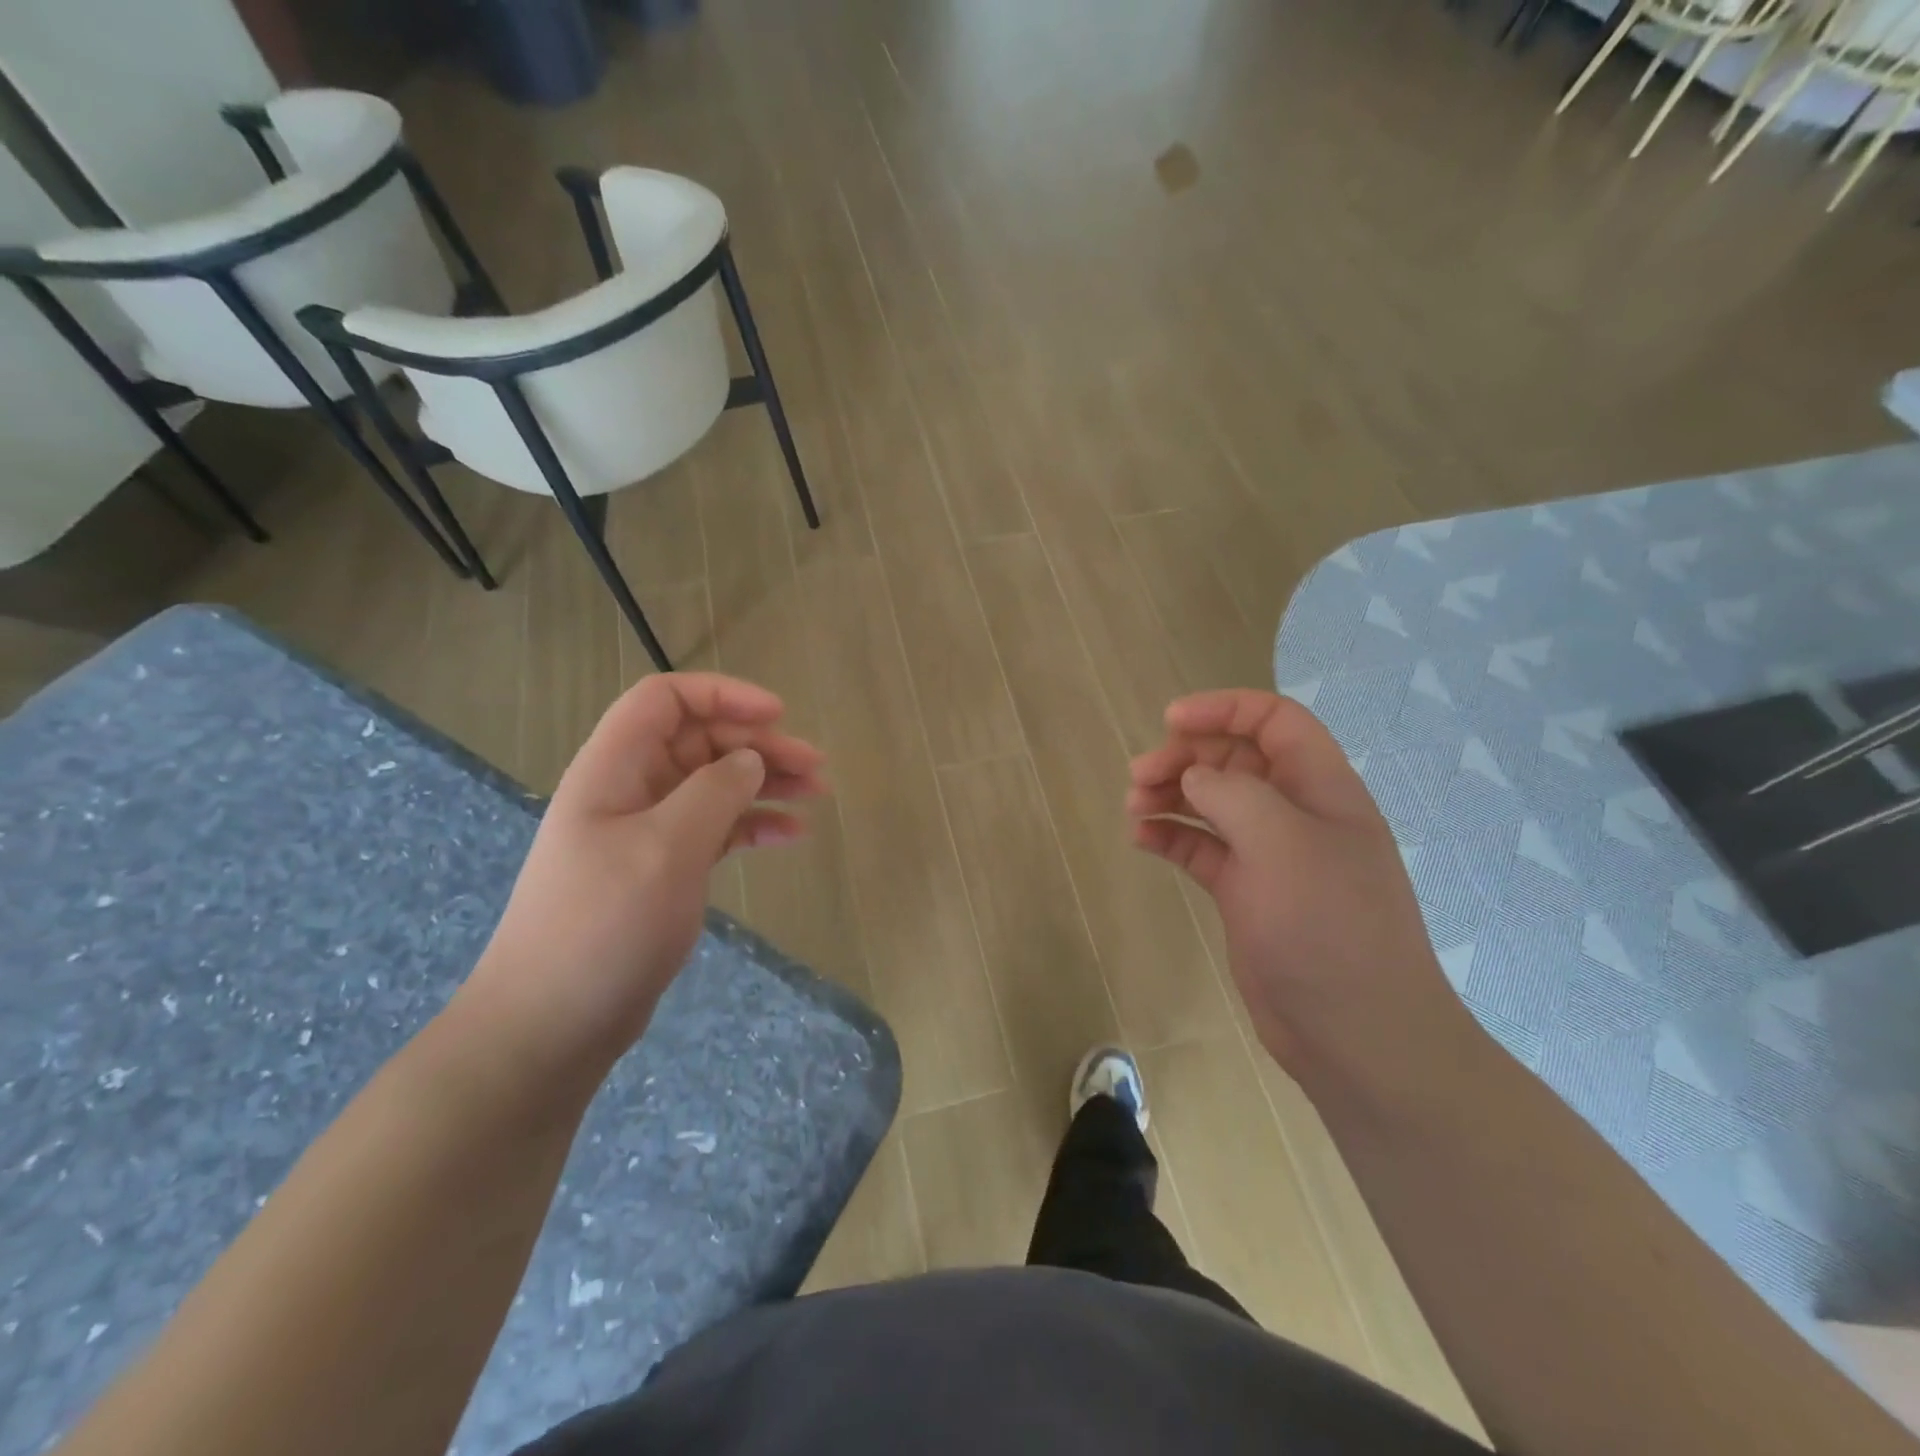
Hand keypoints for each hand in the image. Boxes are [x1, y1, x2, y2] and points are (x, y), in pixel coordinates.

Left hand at [463, 673, 824, 1073]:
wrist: (552, 1024)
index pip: (666, 700)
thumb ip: (713, 792)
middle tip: (816, 767)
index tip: (778, 716)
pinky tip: (791, 834)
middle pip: (700, 741)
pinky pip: (716, 828)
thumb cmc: (603, 926)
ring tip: (817, 793)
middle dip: (759, 745)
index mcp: (614, 769)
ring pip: (714, 784)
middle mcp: (630, 789)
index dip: (723, 695)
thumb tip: (750, 760)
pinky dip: (753, 824)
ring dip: (765, 782)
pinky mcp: (664, 869)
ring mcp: (647, 831)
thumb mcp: (665, 849)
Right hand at [1127, 690, 1475, 1081]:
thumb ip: (1233, 794)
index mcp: (1321, 788)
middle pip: (1234, 760)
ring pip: (1213, 803)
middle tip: (1139, 776)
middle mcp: (1295, 814)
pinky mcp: (1246, 892)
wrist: (1355, 1033)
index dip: (1224, 709)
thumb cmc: (1327, 926)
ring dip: (1172, 795)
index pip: (1274, 721)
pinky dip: (1171, 836)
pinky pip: (1201, 848)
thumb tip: (1195, 777)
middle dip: (1185, 757)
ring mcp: (1270, 856)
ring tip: (1134, 807)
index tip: (1169, 721)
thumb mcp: (1282, 844)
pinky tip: (1141, 840)